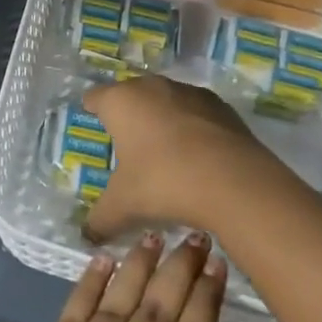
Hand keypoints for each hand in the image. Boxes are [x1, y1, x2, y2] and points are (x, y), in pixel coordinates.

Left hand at [0, 233, 230, 321]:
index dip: (206, 300)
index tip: (216, 265)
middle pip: (158, 313)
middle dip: (179, 269)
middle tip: (195, 234)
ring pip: (116, 304)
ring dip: (138, 266)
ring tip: (156, 234)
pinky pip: (71, 316)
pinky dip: (88, 284)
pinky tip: (103, 259)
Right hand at [80, 75, 285, 243]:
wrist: (234, 180)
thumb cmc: (164, 182)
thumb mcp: (124, 206)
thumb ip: (100, 219)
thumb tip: (87, 235)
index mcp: (120, 101)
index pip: (95, 98)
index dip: (92, 111)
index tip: (94, 124)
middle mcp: (151, 86)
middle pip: (130, 95)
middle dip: (128, 117)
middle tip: (127, 145)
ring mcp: (187, 92)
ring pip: (164, 101)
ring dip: (161, 120)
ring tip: (164, 153)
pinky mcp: (218, 105)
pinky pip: (194, 113)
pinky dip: (191, 127)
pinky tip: (196, 156)